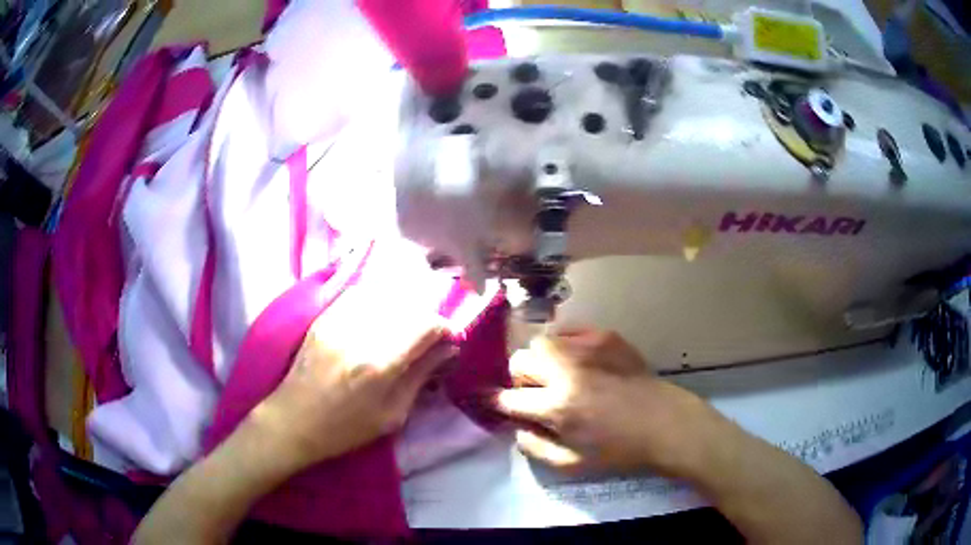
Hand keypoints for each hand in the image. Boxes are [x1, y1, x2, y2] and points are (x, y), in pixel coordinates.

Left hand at [250, 286, 456, 473]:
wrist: (293, 420)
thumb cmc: (345, 429)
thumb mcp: (391, 415)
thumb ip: (420, 377)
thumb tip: (447, 350)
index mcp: (379, 364)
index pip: (425, 325)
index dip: (445, 328)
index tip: (450, 340)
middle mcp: (360, 334)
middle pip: (408, 307)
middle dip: (427, 319)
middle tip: (430, 338)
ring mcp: (338, 321)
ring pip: (385, 296)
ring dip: (404, 309)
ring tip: (406, 327)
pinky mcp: (324, 317)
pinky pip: (359, 294)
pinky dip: (378, 300)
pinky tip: (381, 316)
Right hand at [494, 328, 724, 476]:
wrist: (663, 422)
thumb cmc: (619, 449)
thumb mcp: (571, 464)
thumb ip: (534, 447)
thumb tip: (517, 426)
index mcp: (558, 407)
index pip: (509, 398)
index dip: (501, 404)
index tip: (505, 406)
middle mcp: (566, 371)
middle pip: (519, 361)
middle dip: (519, 379)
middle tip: (537, 392)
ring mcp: (587, 348)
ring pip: (541, 341)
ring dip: (540, 360)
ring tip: (557, 374)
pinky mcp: (605, 335)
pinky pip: (568, 331)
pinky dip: (564, 345)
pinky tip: (577, 360)